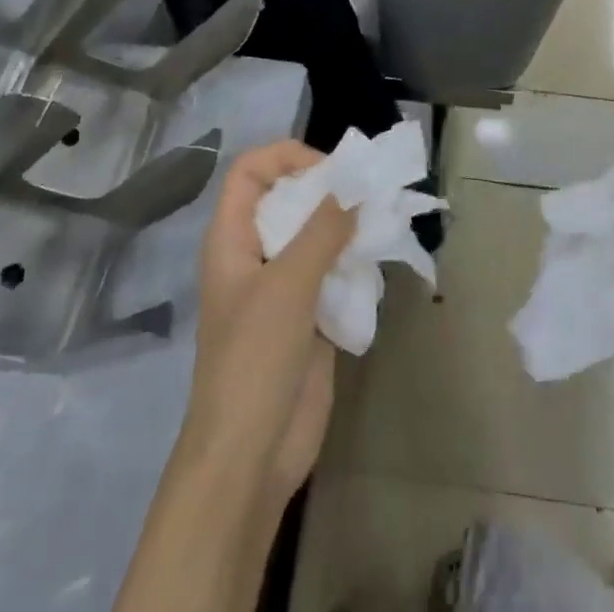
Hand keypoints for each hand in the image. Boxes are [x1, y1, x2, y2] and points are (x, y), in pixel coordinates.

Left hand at [186, 141, 355, 503]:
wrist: (250, 456)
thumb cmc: (255, 359)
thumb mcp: (288, 285)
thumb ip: (323, 230)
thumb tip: (356, 186)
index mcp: (232, 238)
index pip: (250, 170)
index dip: (286, 158)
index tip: (330, 171)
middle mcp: (256, 253)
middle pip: (288, 197)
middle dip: (328, 189)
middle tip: (369, 193)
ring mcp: (282, 285)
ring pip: (315, 233)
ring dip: (347, 225)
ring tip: (381, 222)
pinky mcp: (308, 314)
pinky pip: (333, 269)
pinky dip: (354, 259)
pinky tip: (377, 261)